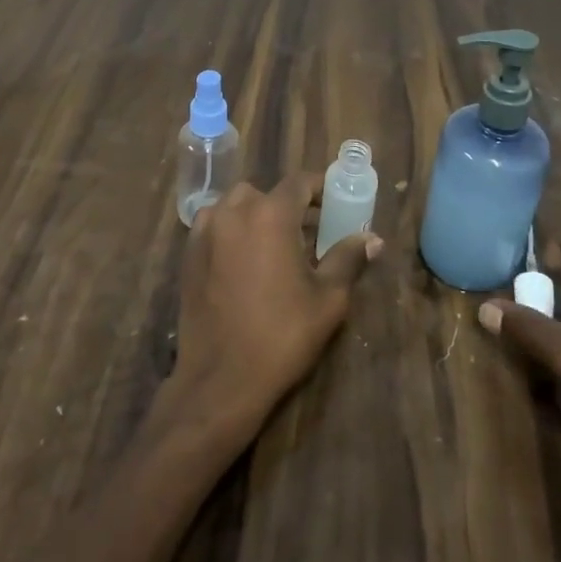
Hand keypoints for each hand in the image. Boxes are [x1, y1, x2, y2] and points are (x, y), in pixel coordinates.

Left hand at [166, 171, 381, 443]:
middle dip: (288, 205)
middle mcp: (234, 211)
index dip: (319, 188)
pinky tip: (244, 260)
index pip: (299, 182)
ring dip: (257, 215)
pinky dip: (232, 230)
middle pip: (266, 193)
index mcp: (271, 214)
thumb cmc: (282, 336)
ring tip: (275, 245)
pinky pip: (214, 225)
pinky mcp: (188, 253)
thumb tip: (372, 239)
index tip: (334, 203)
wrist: (221, 378)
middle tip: (309, 231)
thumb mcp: (327, 299)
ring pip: (235, 205)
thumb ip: (348, 259)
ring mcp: (205, 231)